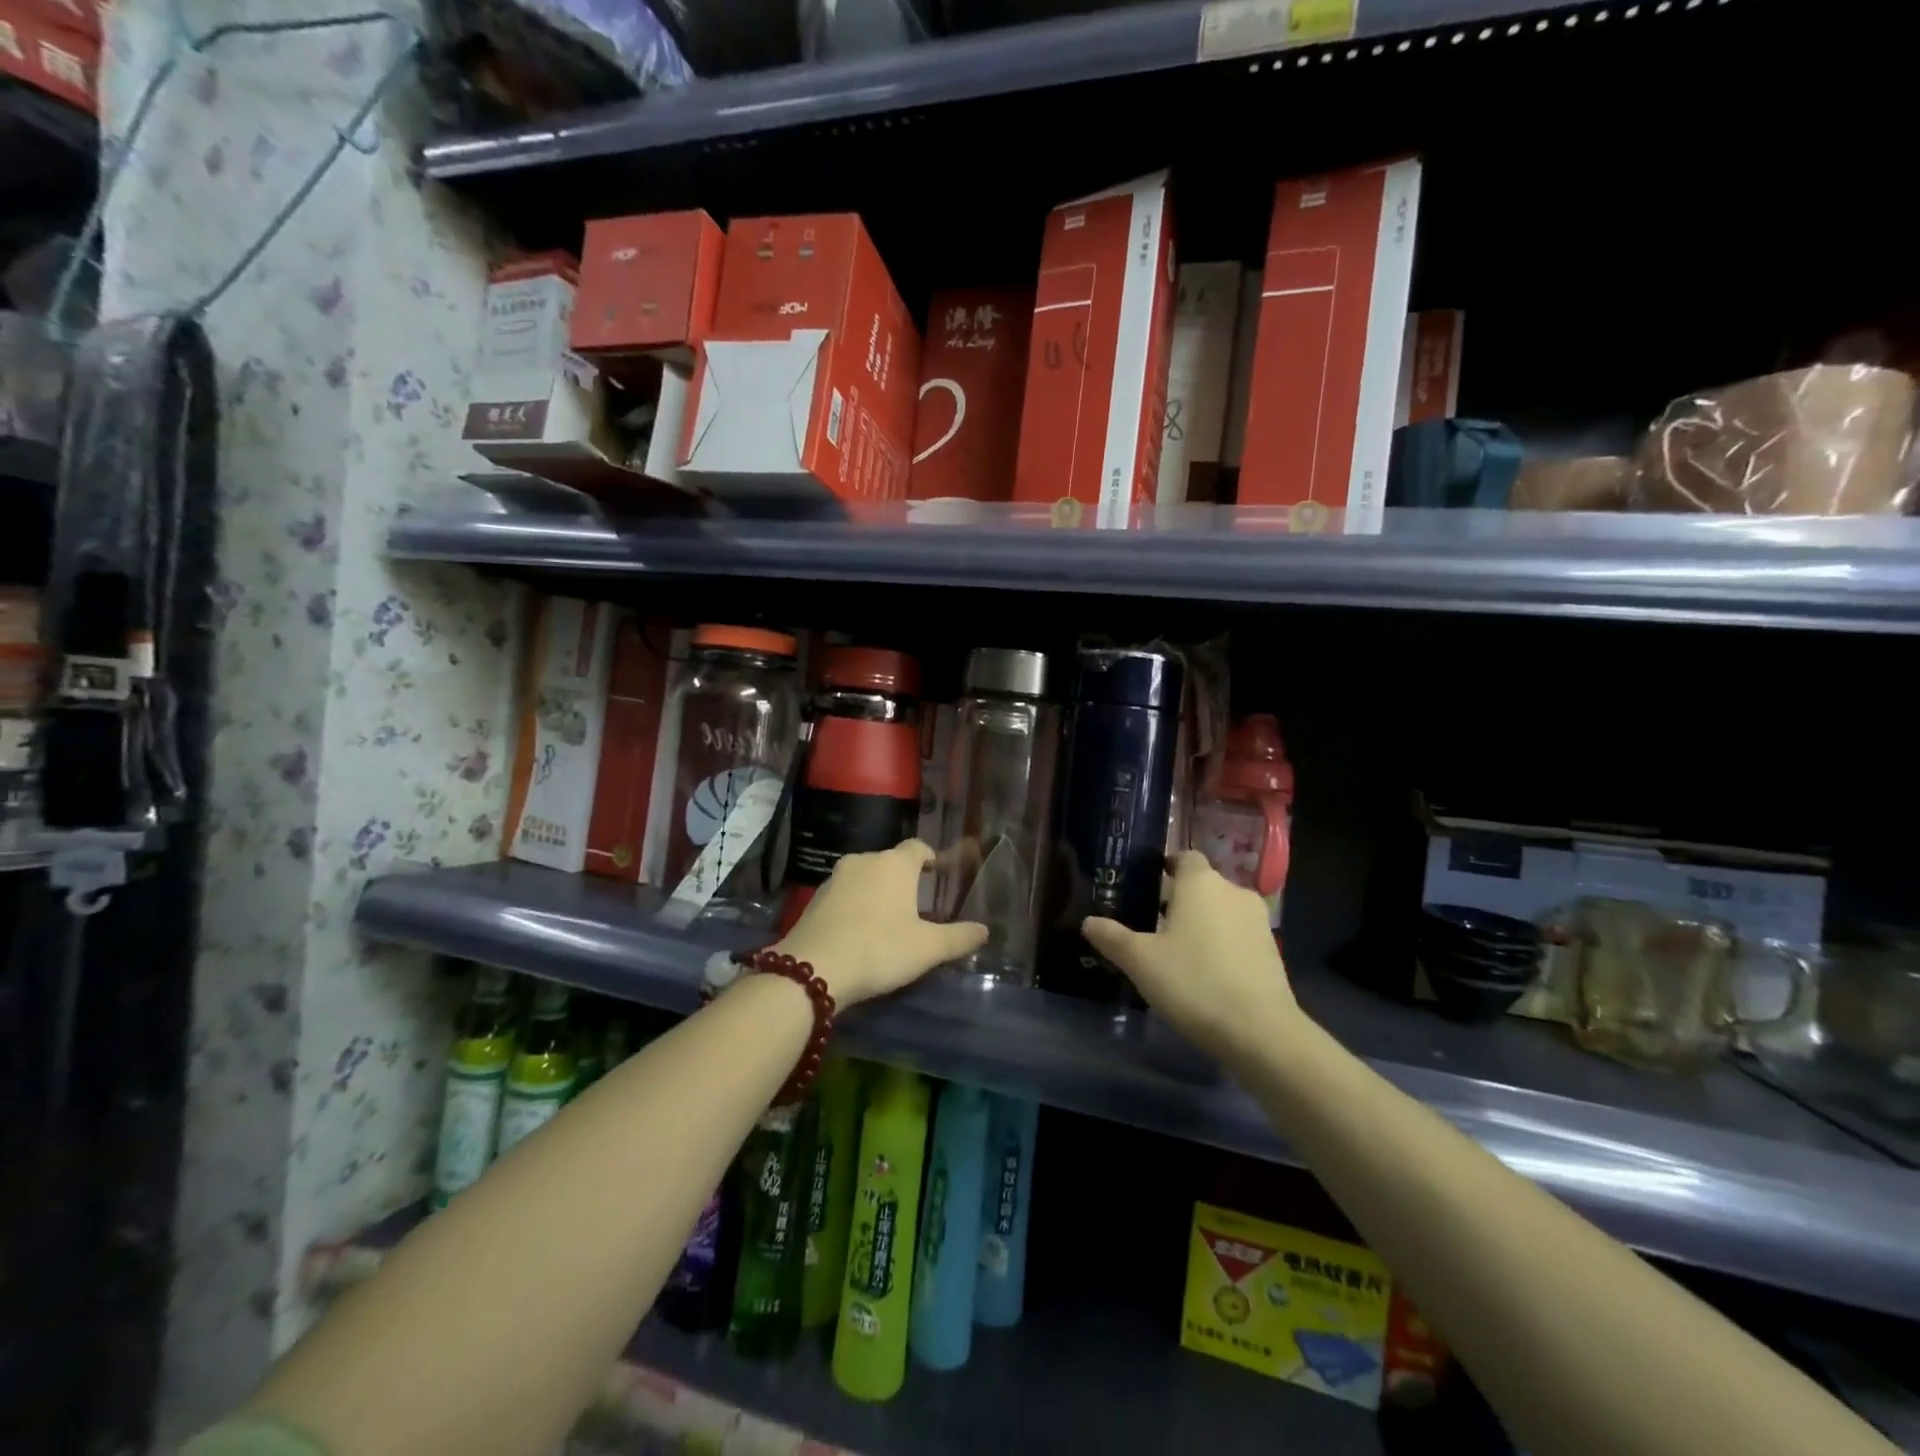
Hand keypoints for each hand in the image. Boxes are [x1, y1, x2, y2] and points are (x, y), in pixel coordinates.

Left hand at [775, 840, 988, 1006]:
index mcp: (894, 864)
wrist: (813, 969)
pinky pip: (843, 895)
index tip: (936, 874)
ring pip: (864, 877)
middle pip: (889, 862)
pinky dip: (854, 906)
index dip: (929, 858)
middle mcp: (864, 861)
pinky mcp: (814, 899)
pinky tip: (858, 932)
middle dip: (902, 879)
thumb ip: (958, 937)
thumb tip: (985, 930)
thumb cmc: (879, 949)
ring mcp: (835, 878)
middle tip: (915, 905)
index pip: (917, 847)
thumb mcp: (927, 949)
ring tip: (886, 920)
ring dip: (875, 892)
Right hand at [1082, 851, 1302, 1061]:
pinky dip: (1223, 943)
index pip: (1184, 857)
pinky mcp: (1272, 950)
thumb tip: (1089, 921)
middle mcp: (1233, 891)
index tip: (1148, 885)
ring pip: (1223, 910)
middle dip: (1181, 899)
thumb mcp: (1140, 961)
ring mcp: (1258, 921)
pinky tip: (1205, 971)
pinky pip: (1239, 935)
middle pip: (1203, 885)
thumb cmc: (1193, 982)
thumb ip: (1113, 937)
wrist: (1260, 1031)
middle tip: (1153, 923)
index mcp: (1200, 883)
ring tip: (1178, 950)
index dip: (1167, 867)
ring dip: (1203, 922)